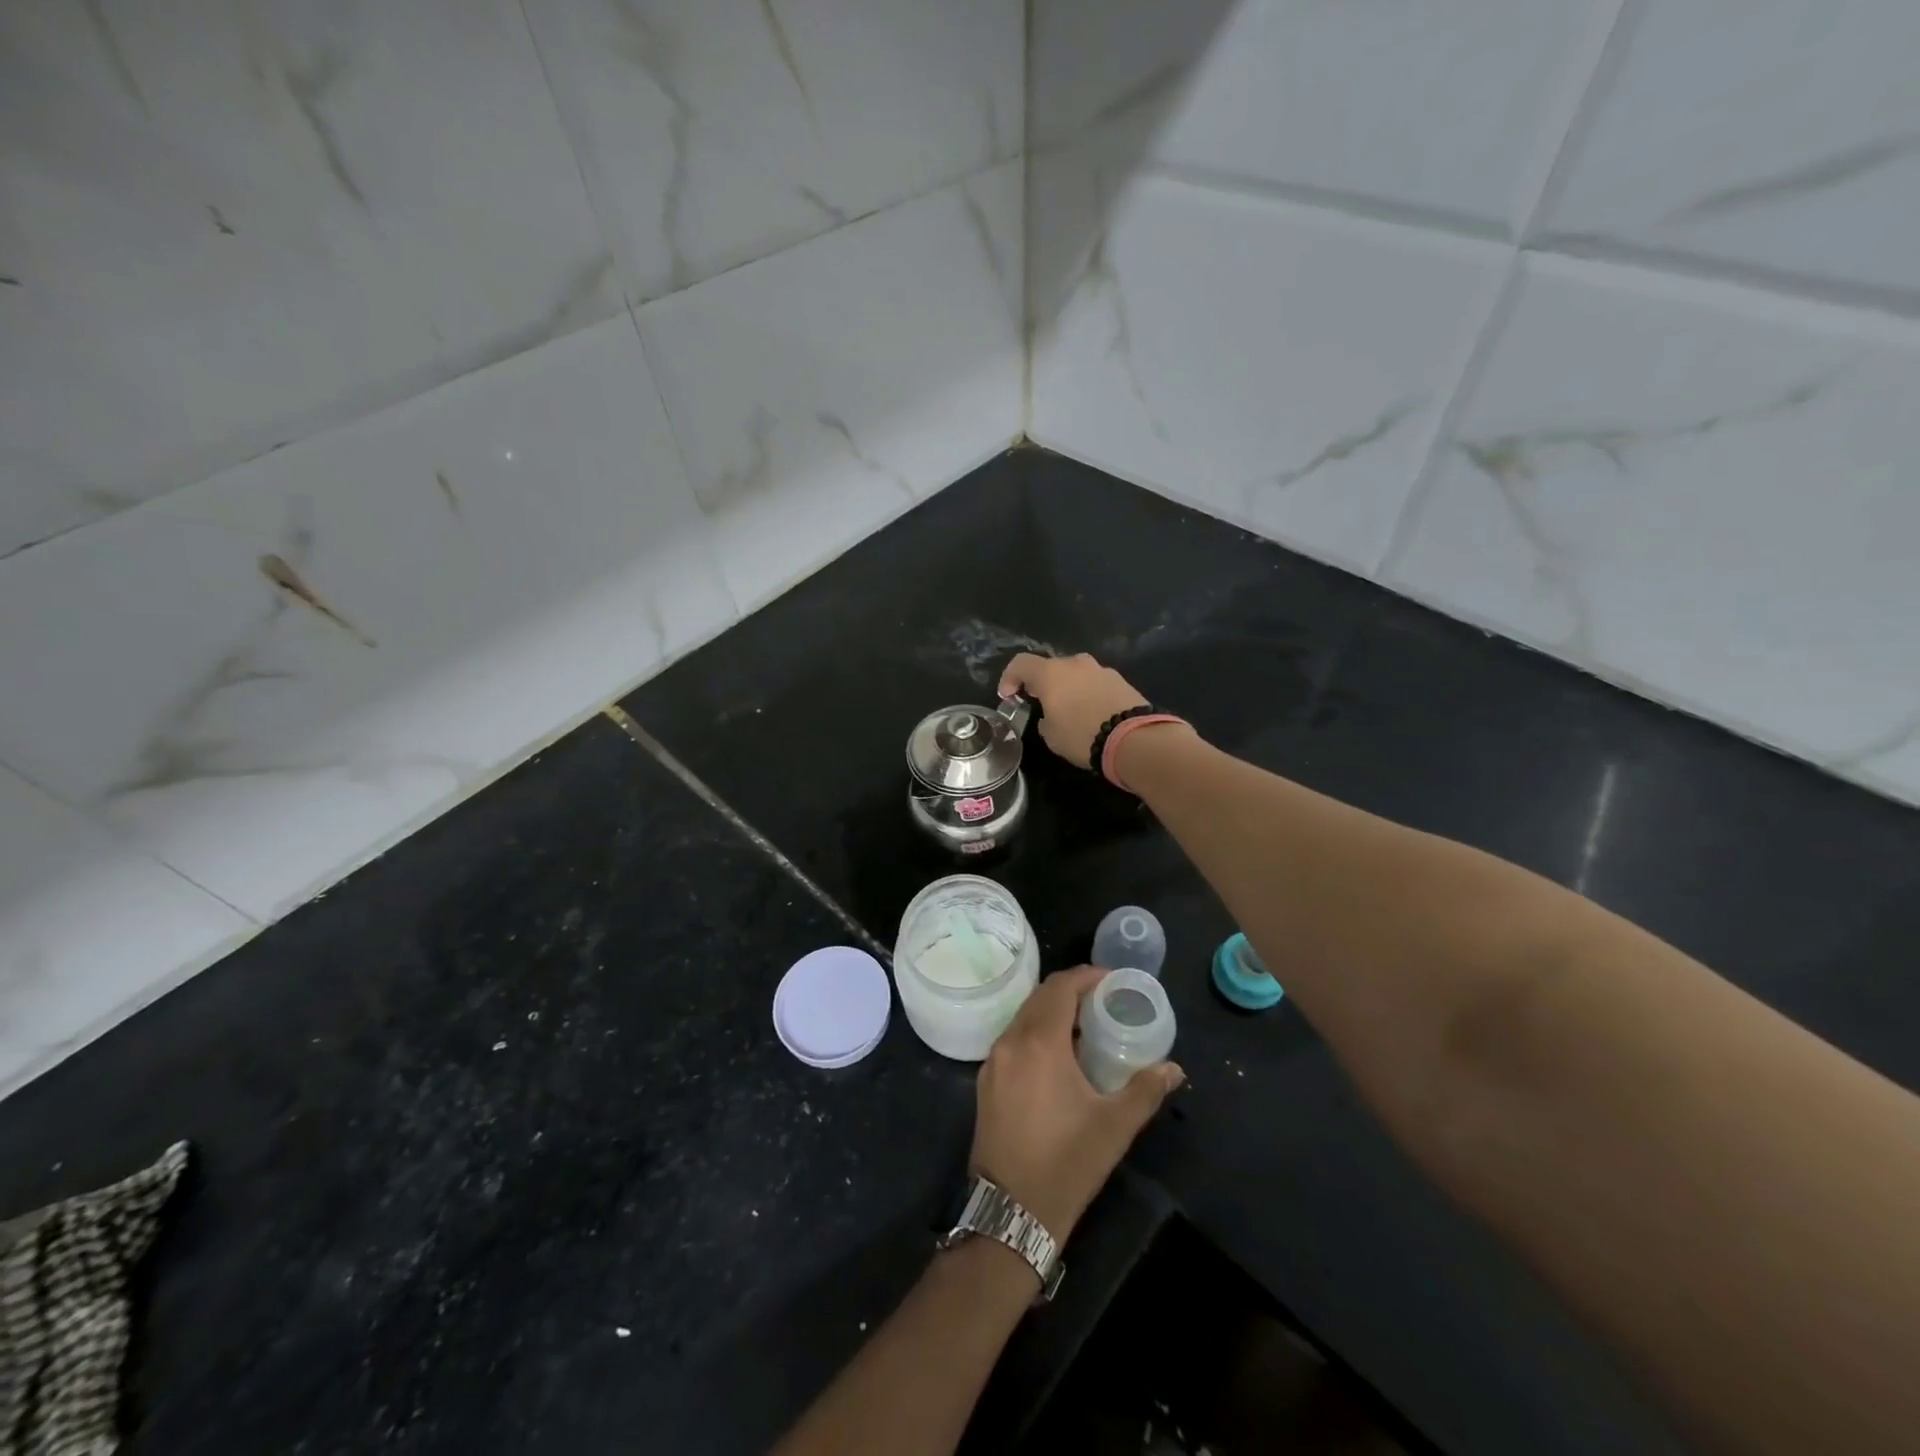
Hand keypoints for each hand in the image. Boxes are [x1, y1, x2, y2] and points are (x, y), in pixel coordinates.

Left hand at [971, 966, 1184, 1240]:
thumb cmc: (1066, 1164)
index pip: (1060, 988)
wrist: (1010, 1212)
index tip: (1112, 981)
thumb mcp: (1114, 1127)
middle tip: (1103, 999)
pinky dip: (1035, 1031)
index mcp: (1039, 1043)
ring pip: (1023, 1016)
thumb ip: (1145, 1090)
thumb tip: (1173, 1068)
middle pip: (1040, 997)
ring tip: (1084, 1024)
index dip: (1087, 977)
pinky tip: (1058, 1053)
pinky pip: (1013, 1038)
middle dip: (1071, 991)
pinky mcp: (986, 1081)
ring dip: (1051, 1011)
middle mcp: (1010, 1041)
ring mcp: (993, 1061)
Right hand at [998, 653, 1147, 770]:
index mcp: (1051, 673)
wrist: (1134, 738)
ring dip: (1067, 688)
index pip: (1021, 663)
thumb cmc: (1081, 735)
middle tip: (1040, 704)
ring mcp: (1100, 669)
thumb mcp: (1051, 735)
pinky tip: (1092, 714)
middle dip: (1042, 684)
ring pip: (1075, 674)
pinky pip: (1095, 683)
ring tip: (1070, 711)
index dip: (1009, 677)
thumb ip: (1044, 719)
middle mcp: (1075, 663)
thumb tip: (1050, 715)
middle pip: (1050, 667)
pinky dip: (1088, 693)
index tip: (1008, 696)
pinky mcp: (1121, 680)